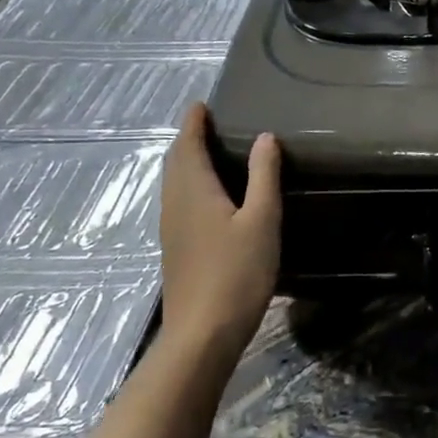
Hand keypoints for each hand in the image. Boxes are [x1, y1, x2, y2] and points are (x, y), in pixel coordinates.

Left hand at [158, 104, 281, 356]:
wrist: (203, 333)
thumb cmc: (237, 272)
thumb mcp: (261, 220)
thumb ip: (263, 177)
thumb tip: (265, 138)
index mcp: (194, 190)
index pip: (187, 145)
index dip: (193, 123)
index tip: (201, 104)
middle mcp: (175, 204)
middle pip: (175, 162)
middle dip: (187, 139)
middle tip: (207, 124)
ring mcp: (172, 228)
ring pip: (174, 183)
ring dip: (186, 162)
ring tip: (209, 152)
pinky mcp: (176, 248)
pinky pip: (178, 201)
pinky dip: (189, 184)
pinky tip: (209, 196)